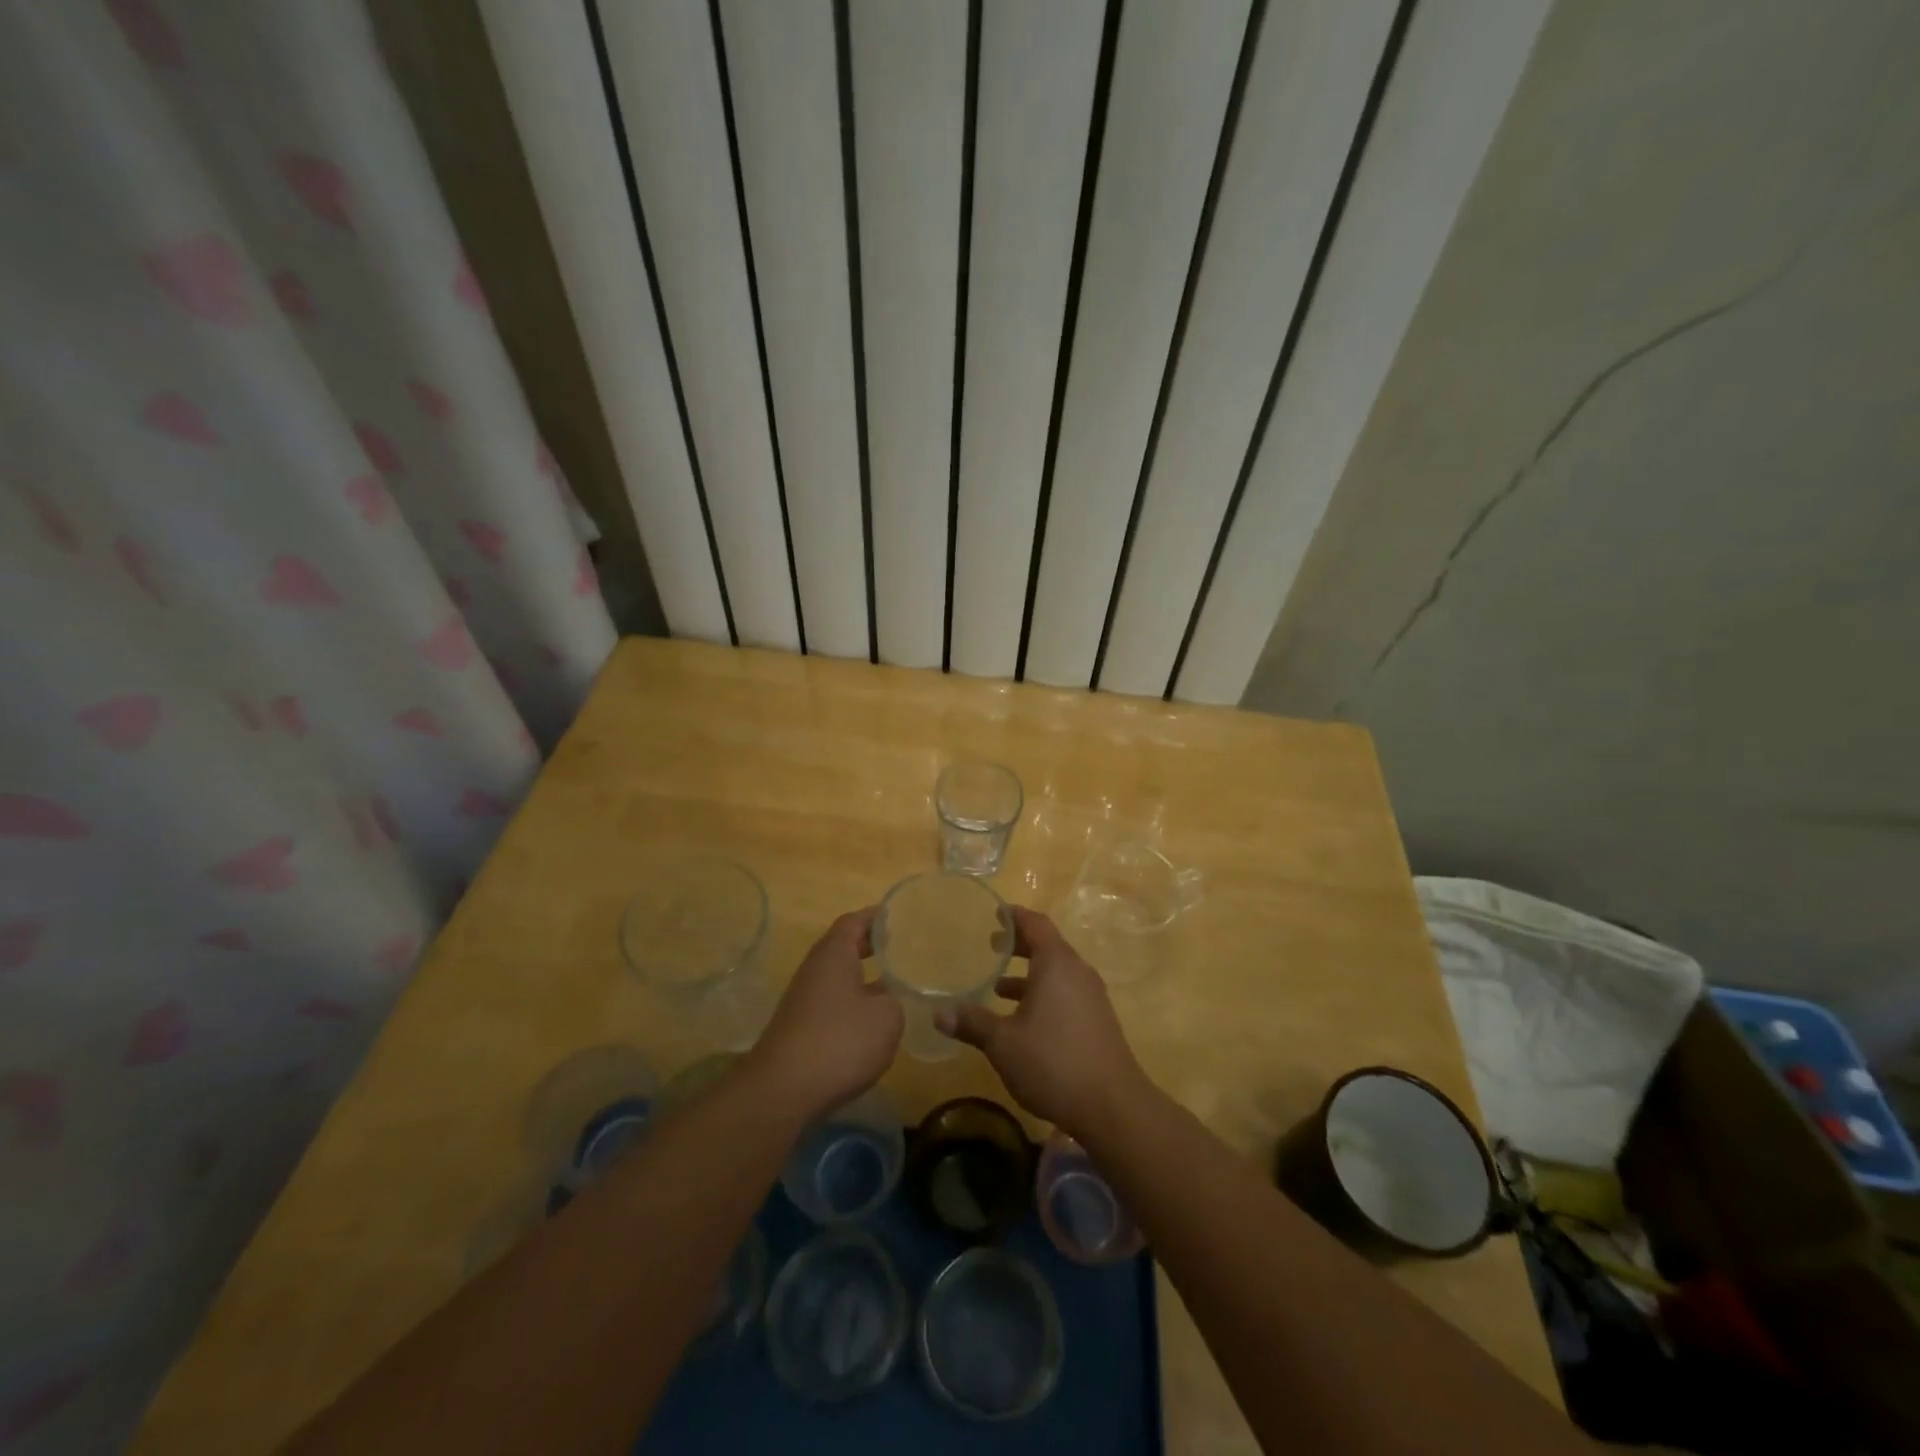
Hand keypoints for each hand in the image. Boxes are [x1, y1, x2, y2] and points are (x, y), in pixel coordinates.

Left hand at [748, 907, 901, 1122]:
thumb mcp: (887, 1018)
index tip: (898, 916)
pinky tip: (872, 1023)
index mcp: (834, 954)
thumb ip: (894, 1001)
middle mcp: (815, 970)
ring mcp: (804, 1000)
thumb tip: (887, 1001)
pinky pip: (832, 1004)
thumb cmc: (840, 1041)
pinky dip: (852, 1004)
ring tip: (894, 985)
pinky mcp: (800, 1029)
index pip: (854, 921)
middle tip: (901, 949)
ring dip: (863, 978)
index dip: (876, 917)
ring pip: (838, 978)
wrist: (783, 1090)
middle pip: (843, 947)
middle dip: (871, 947)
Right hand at [937, 906, 1149, 1140]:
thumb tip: (938, 1013)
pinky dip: (1043, 994)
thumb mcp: (1003, 1043)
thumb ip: (972, 1023)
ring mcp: (1091, 997)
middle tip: (991, 945)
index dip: (1015, 916)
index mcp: (1057, 964)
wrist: (1113, 1106)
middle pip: (1048, 945)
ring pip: (1057, 972)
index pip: (1036, 924)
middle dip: (1019, 944)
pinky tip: (1023, 1020)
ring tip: (998, 986)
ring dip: (1029, 974)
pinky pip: (1066, 992)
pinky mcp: (1097, 1020)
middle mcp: (1077, 972)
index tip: (995, 913)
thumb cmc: (1053, 1062)